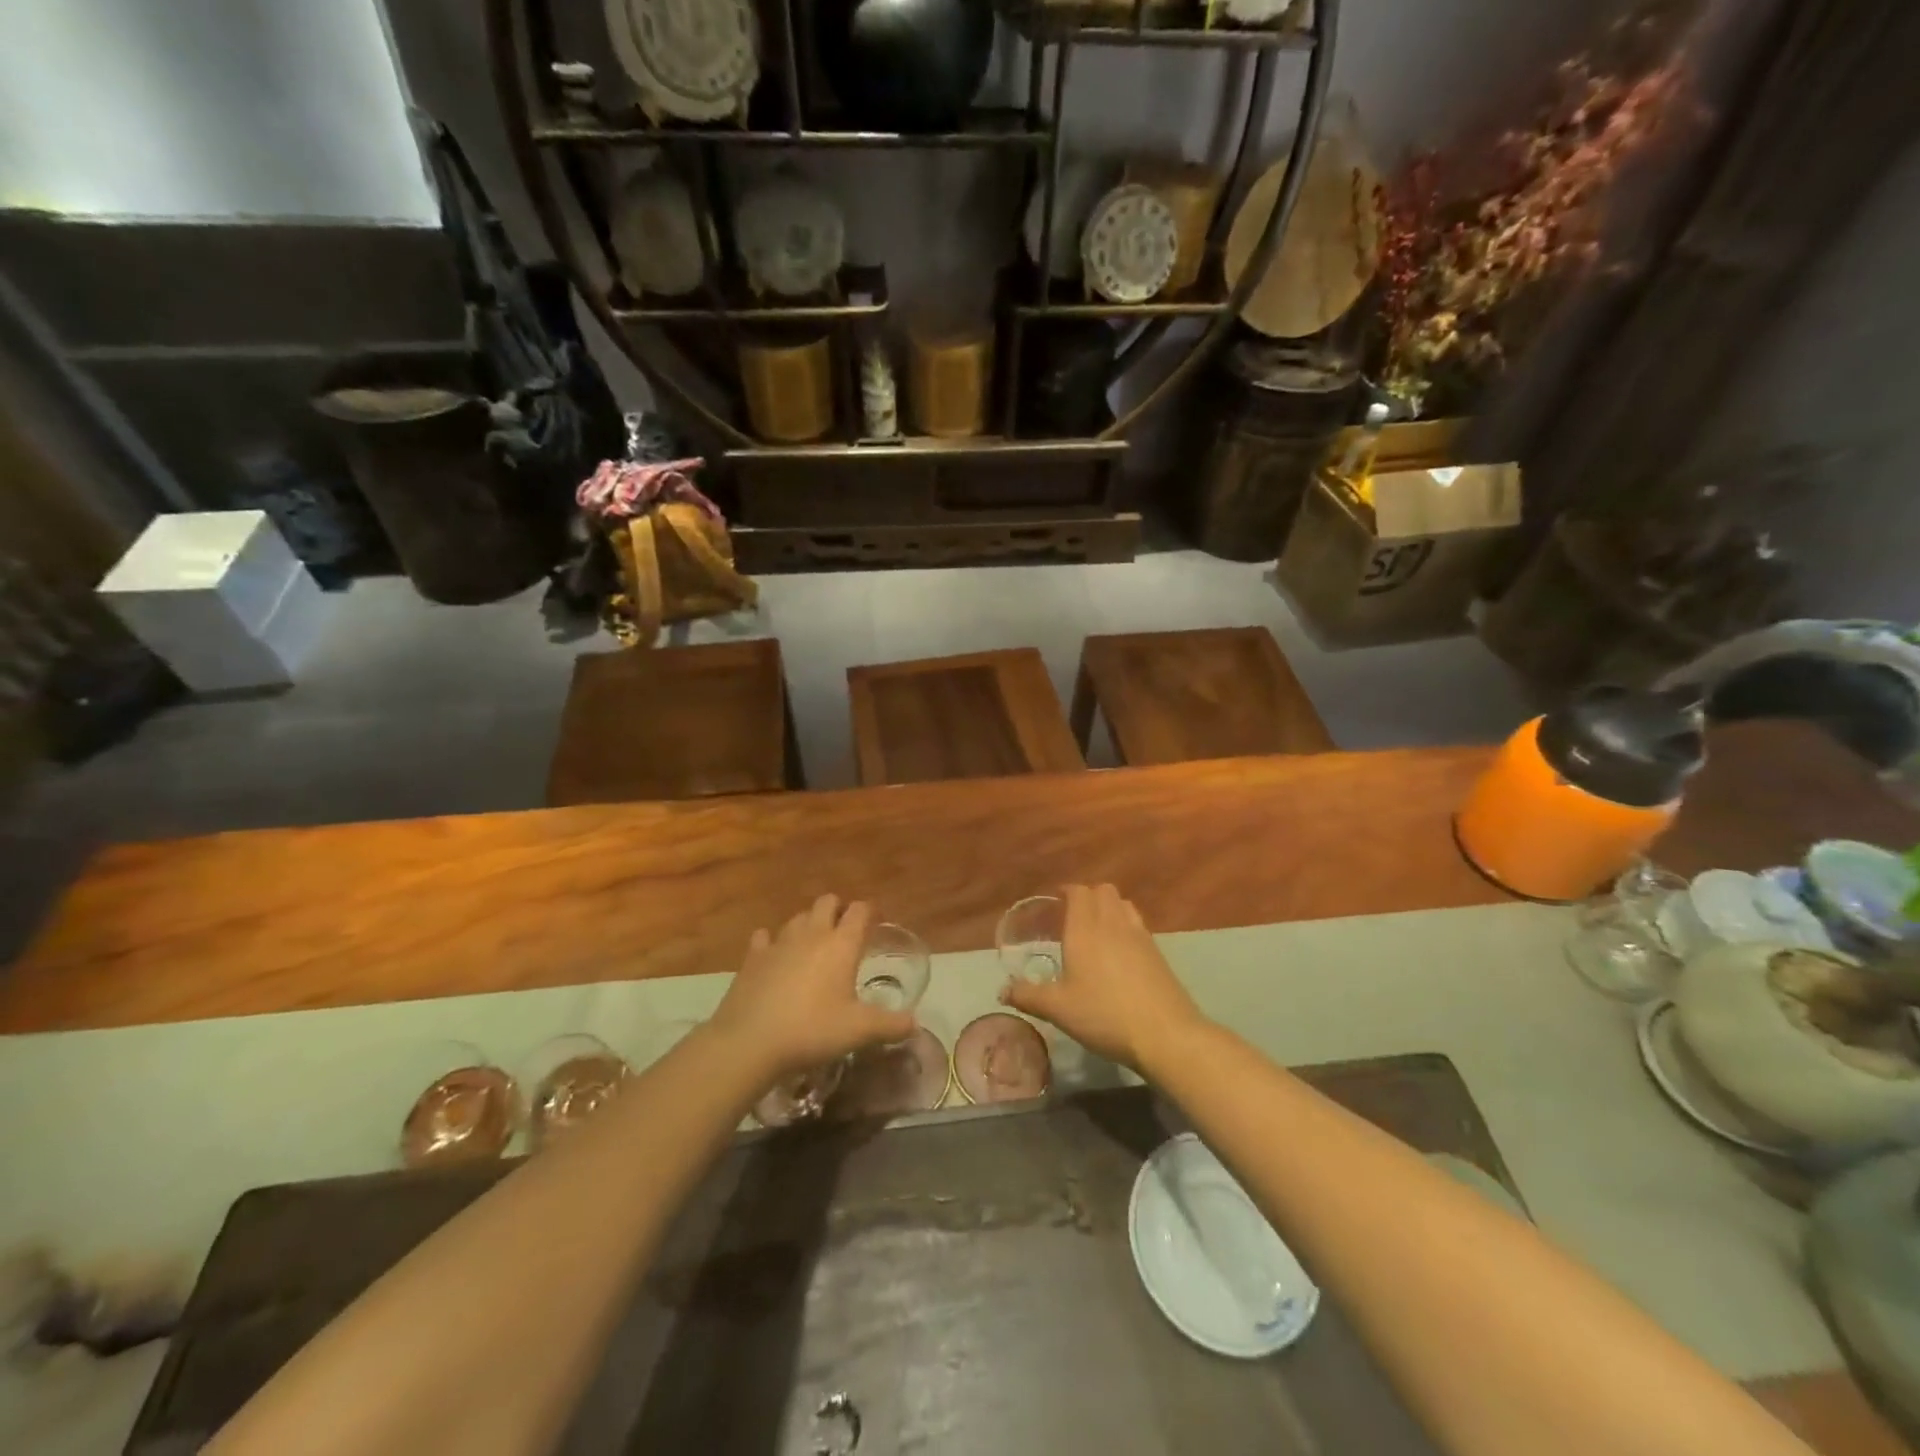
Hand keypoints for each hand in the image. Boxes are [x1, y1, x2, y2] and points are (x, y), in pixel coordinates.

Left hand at [710, 894, 915, 1080]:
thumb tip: (915, 1024)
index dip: (870, 912)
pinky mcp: (753, 957)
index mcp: (841, 944)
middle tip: (845, 933)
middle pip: (827, 902)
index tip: (876, 923)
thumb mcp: (859, 1031)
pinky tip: (774, 956)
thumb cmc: (812, 1030)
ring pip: (798, 917)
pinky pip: (764, 938)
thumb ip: (891, 1025)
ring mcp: (779, 942)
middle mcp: (812, 934)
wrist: (750, 1042)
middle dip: (838, 910)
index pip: (860, 910)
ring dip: (809, 924)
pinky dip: (772, 942)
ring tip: (814, 946)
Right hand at [1002, 884, 1205, 1072]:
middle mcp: (1112, 923)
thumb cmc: (1104, 1015)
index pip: (1078, 892)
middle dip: (1087, 896)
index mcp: (1085, 929)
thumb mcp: (1058, 1009)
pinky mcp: (1157, 952)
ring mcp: (1139, 935)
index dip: (1066, 892)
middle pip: (1103, 890)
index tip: (1054, 902)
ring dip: (1108, 907)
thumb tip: (1002, 990)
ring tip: (1096, 930)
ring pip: (1123, 904)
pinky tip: (1119, 953)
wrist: (1164, 1034)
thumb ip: (1028, 995)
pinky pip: (1137, 923)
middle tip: (1072, 916)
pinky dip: (1125, 925)